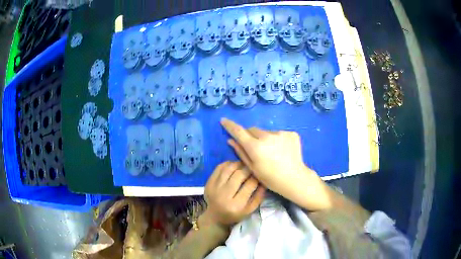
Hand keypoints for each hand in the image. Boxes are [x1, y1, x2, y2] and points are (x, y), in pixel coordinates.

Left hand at [202, 161, 265, 226]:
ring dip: (238, 164)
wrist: (215, 217)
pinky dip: (228, 164)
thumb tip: (264, 181)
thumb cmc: (235, 214)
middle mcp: (224, 196)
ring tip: (244, 165)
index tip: (260, 174)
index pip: (250, 185)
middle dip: (248, 169)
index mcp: (236, 205)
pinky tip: (234, 166)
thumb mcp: (250, 210)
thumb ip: (259, 196)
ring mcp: (214, 189)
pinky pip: (219, 168)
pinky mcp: (208, 183)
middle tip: (253, 167)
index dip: (257, 177)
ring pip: (228, 169)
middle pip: (238, 175)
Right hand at [220, 118, 330, 210]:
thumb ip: (241, 152)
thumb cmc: (271, 178)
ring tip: (272, 152)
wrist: (295, 179)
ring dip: (265, 138)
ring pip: (266, 132)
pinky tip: (282, 150)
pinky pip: (279, 134)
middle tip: (255, 148)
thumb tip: (230, 140)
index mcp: (255, 147)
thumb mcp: (253, 168)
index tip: (224, 120)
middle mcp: (267, 136)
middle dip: (250, 136)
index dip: (230, 125)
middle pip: (253, 130)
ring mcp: (281, 133)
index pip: (239, 131)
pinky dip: (277, 139)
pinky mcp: (291, 133)